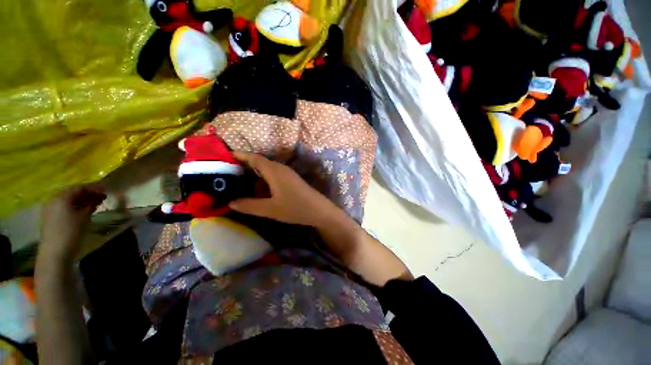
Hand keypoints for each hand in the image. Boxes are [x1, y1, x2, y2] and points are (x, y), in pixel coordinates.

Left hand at [39, 184, 105, 259]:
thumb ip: (91, 204)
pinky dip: (75, 206)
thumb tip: (97, 198)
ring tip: (95, 203)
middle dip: (87, 193)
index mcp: (62, 197)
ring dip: (82, 200)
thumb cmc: (72, 231)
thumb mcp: (85, 216)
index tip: (106, 188)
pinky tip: (83, 210)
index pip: (80, 187)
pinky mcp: (50, 217)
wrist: (56, 252)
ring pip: (68, 200)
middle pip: (73, 192)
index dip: (94, 187)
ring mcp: (50, 208)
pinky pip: (64, 206)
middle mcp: (54, 199)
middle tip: (101, 196)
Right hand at [229, 152, 338, 226]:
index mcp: (274, 170)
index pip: (253, 158)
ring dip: (253, 174)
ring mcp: (287, 174)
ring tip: (238, 182)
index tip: (223, 158)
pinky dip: (263, 180)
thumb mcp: (270, 209)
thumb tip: (230, 202)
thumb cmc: (295, 208)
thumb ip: (249, 205)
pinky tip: (257, 190)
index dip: (238, 156)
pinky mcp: (291, 180)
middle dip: (243, 166)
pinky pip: (273, 176)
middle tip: (226, 174)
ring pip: (266, 170)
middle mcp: (280, 168)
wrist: (319, 211)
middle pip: (259, 162)